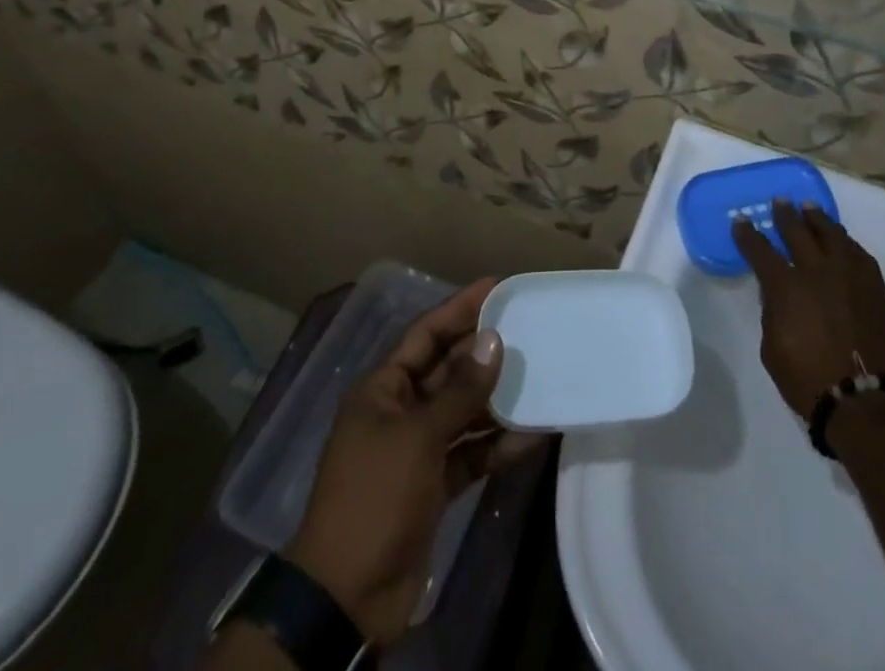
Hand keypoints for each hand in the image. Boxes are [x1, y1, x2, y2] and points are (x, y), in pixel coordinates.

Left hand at [286, 280, 543, 644]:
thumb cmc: (375, 497)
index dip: (459, 308)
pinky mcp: (433, 486)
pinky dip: (496, 446)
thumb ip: (459, 391)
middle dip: (483, 353)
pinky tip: (532, 436)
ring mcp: (417, 450)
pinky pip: (470, 453)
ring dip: (496, 400)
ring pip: (463, 412)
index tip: (496, 287)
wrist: (346, 598)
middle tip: (528, 330)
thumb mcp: (417, 437)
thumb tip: (493, 341)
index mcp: (382, 389)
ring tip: (539, 377)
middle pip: (447, 370)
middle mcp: (399, 411)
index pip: (425, 334)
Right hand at [733, 201, 884, 418]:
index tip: (741, 221)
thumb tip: (777, 296)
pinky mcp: (875, 287)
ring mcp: (849, 276)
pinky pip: (858, 253)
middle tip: (779, 202)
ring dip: (817, 219)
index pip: (760, 250)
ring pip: (831, 235)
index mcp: (786, 287)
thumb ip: (772, 314)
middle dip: (785, 215)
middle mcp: (816, 271)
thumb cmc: (809, 381)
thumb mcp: (772, 349)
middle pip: (797, 232)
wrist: (866, 402)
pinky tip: (841, 239)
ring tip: (809, 208)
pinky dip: (845, 242)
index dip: (748, 234)